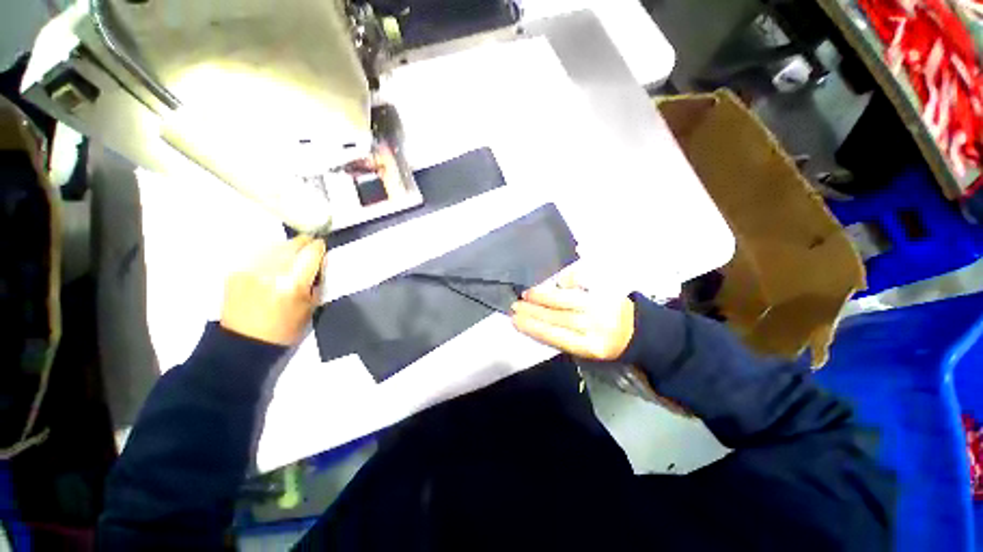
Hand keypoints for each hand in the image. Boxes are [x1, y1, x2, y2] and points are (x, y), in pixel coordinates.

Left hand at [220, 236, 325, 345]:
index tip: (322, 247)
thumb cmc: (285, 328)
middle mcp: (271, 271)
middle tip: (308, 250)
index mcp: (293, 283)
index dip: (319, 247)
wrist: (244, 342)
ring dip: (286, 248)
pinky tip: (272, 264)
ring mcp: (250, 269)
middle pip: (293, 243)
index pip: (311, 252)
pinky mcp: (235, 271)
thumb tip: (319, 262)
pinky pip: (258, 253)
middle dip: (304, 244)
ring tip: (289, 257)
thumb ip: (317, 281)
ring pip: (275, 245)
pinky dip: (269, 254)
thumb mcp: (311, 306)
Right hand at [511, 273, 635, 360]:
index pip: (554, 335)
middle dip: (533, 311)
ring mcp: (601, 306)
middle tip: (515, 305)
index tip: (515, 320)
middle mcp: (595, 326)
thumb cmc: (603, 341)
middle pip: (557, 317)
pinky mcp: (606, 290)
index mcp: (590, 346)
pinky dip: (566, 280)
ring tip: (527, 294)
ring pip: (566, 299)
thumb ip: (562, 338)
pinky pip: (582, 282)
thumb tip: (535, 321)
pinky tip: (555, 283)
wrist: (636, 329)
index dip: (532, 327)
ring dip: (543, 296)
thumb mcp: (585, 349)